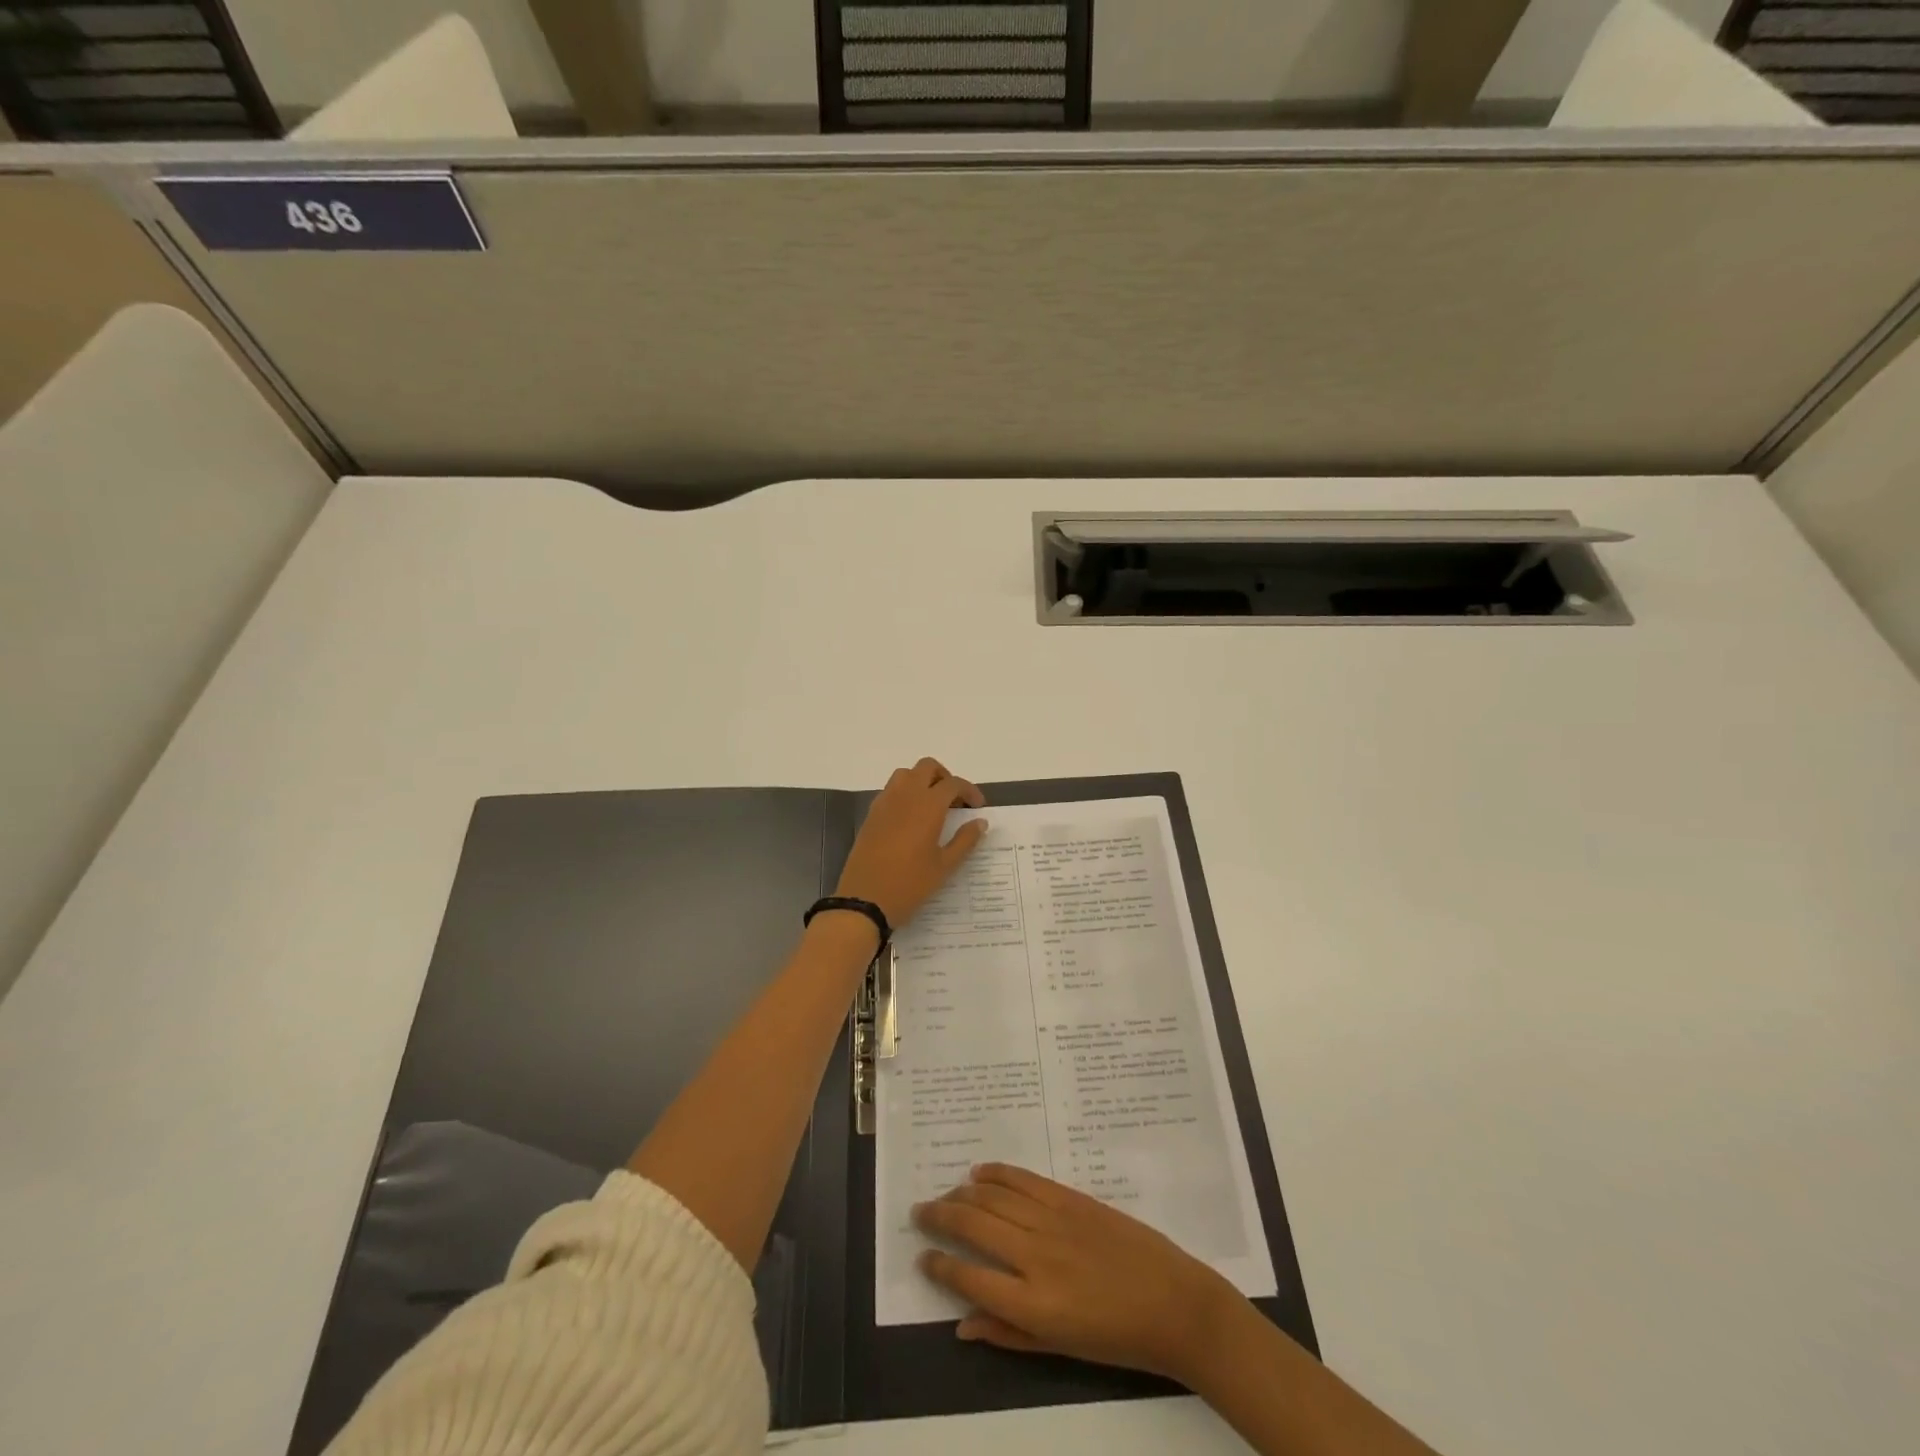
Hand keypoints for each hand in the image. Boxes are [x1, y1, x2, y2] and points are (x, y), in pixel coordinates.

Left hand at [834, 758, 987, 929]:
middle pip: (927, 767)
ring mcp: (884, 803)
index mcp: (927, 806)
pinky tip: (911, 819)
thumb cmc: (909, 885)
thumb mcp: (944, 866)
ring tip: (933, 807)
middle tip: (954, 801)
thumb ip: (965, 840)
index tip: (977, 807)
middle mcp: (905, 796)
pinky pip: (891, 790)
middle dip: (945, 777)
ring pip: (906, 774)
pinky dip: (905, 793)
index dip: (969, 790)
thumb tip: (980, 822)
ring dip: (922, 781)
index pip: (953, 783)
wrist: (864, 900)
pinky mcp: (871, 814)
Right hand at [913, 1162, 1244, 1387]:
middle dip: (940, 1218)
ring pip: (994, 1197)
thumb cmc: (1117, 1339)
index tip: (923, 1256)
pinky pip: (1024, 1179)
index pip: (969, 1278)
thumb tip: (962, 1323)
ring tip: (945, 1196)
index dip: (940, 1265)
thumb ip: (1008, 1334)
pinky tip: (979, 1173)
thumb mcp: (1060, 1351)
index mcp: (1032, 1304)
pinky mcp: (1069, 1197)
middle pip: (973, 1226)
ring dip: (963, 1194)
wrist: (1172, 1303)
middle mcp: (1035, 1256)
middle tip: (920, 1213)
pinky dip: (997, 1173)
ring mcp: (1052, 1221)